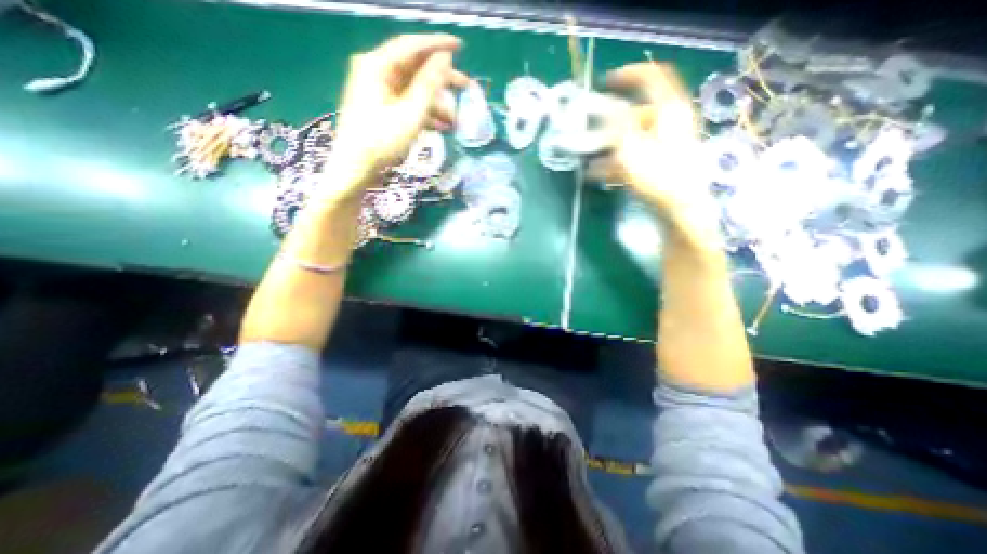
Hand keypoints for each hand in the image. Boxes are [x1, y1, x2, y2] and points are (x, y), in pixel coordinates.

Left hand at [326, 33, 469, 191]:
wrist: (356, 168)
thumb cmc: (381, 141)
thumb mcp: (410, 113)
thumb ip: (428, 84)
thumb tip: (444, 58)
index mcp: (377, 66)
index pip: (412, 46)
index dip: (437, 45)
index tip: (461, 46)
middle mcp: (376, 72)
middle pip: (414, 68)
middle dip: (441, 80)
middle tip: (465, 86)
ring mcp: (378, 91)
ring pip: (413, 89)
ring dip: (435, 103)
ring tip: (455, 120)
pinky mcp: (381, 107)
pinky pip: (406, 103)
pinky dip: (424, 113)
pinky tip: (441, 127)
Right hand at [584, 62, 717, 235]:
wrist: (679, 207)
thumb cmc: (657, 176)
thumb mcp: (633, 148)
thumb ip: (619, 126)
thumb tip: (610, 110)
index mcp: (669, 109)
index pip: (652, 77)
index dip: (629, 74)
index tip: (606, 82)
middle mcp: (671, 121)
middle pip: (638, 113)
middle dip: (611, 124)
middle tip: (591, 132)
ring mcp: (667, 142)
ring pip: (634, 137)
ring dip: (610, 147)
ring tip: (590, 161)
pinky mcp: (662, 161)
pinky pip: (636, 154)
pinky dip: (617, 161)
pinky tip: (599, 174)